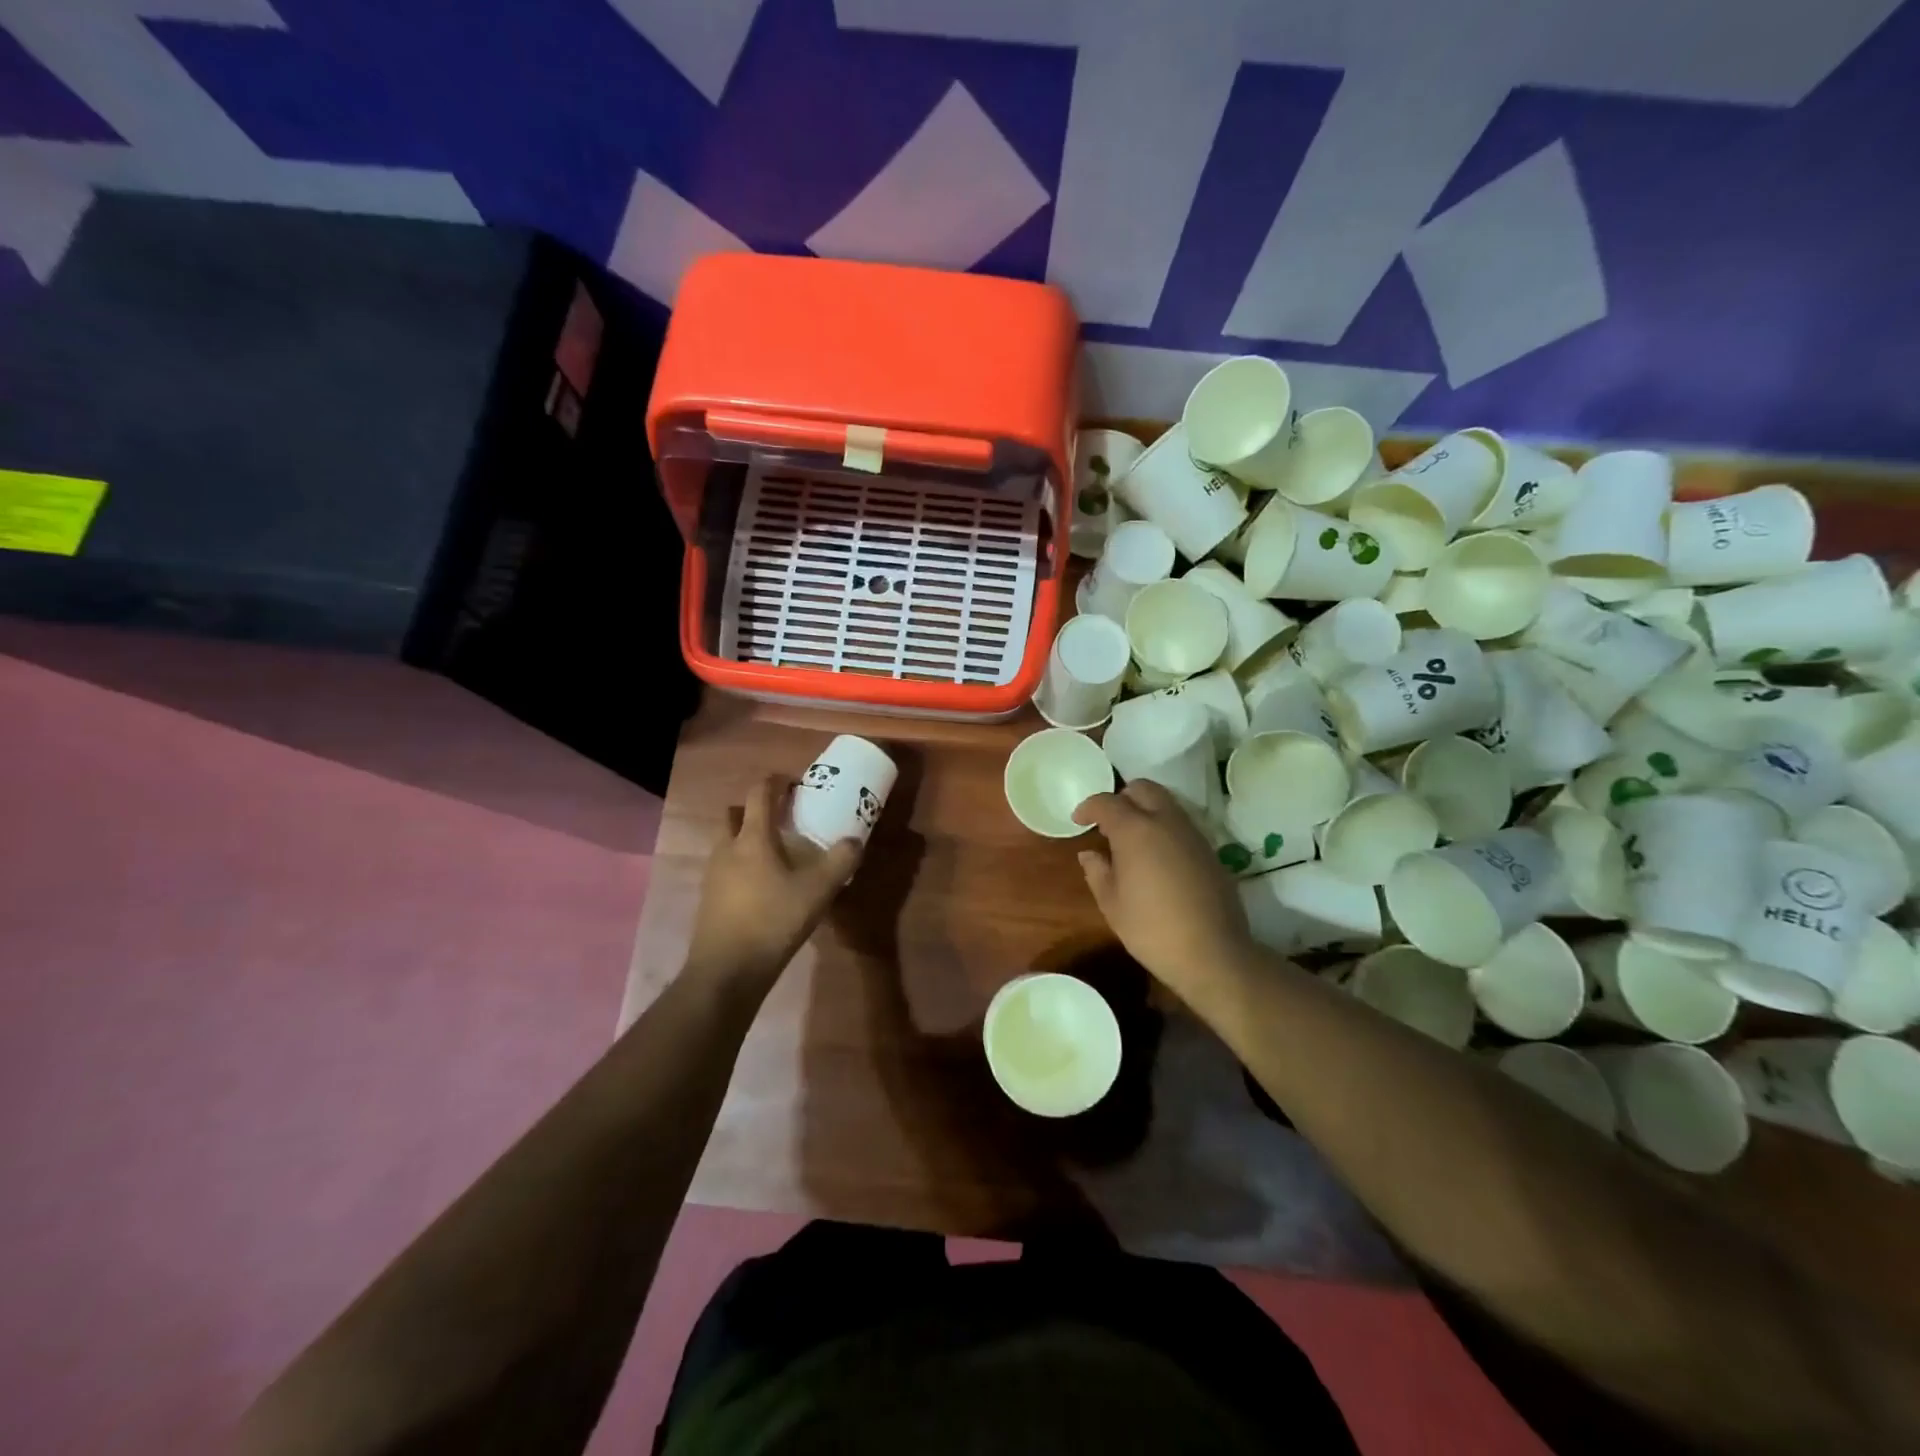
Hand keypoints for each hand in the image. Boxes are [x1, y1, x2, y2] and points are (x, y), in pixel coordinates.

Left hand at [685, 776, 862, 990]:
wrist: (726, 970)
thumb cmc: (772, 921)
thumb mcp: (817, 891)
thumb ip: (840, 862)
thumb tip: (855, 840)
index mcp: (752, 838)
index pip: (759, 793)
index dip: (776, 782)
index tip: (795, 783)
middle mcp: (727, 848)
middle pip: (735, 814)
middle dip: (756, 809)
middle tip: (782, 819)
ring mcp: (713, 874)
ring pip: (728, 841)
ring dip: (747, 837)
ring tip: (776, 854)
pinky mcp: (709, 897)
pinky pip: (725, 867)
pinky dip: (742, 864)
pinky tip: (763, 886)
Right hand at [1073, 781, 1253, 991]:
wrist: (1212, 953)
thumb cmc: (1152, 929)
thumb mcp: (1112, 904)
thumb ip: (1097, 871)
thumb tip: (1090, 853)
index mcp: (1136, 830)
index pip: (1107, 802)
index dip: (1088, 807)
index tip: (1078, 820)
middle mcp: (1166, 821)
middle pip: (1143, 788)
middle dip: (1122, 797)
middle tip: (1108, 822)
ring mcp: (1193, 834)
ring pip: (1166, 802)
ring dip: (1146, 810)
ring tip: (1131, 838)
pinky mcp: (1210, 850)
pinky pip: (1182, 824)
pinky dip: (1164, 827)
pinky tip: (1157, 856)